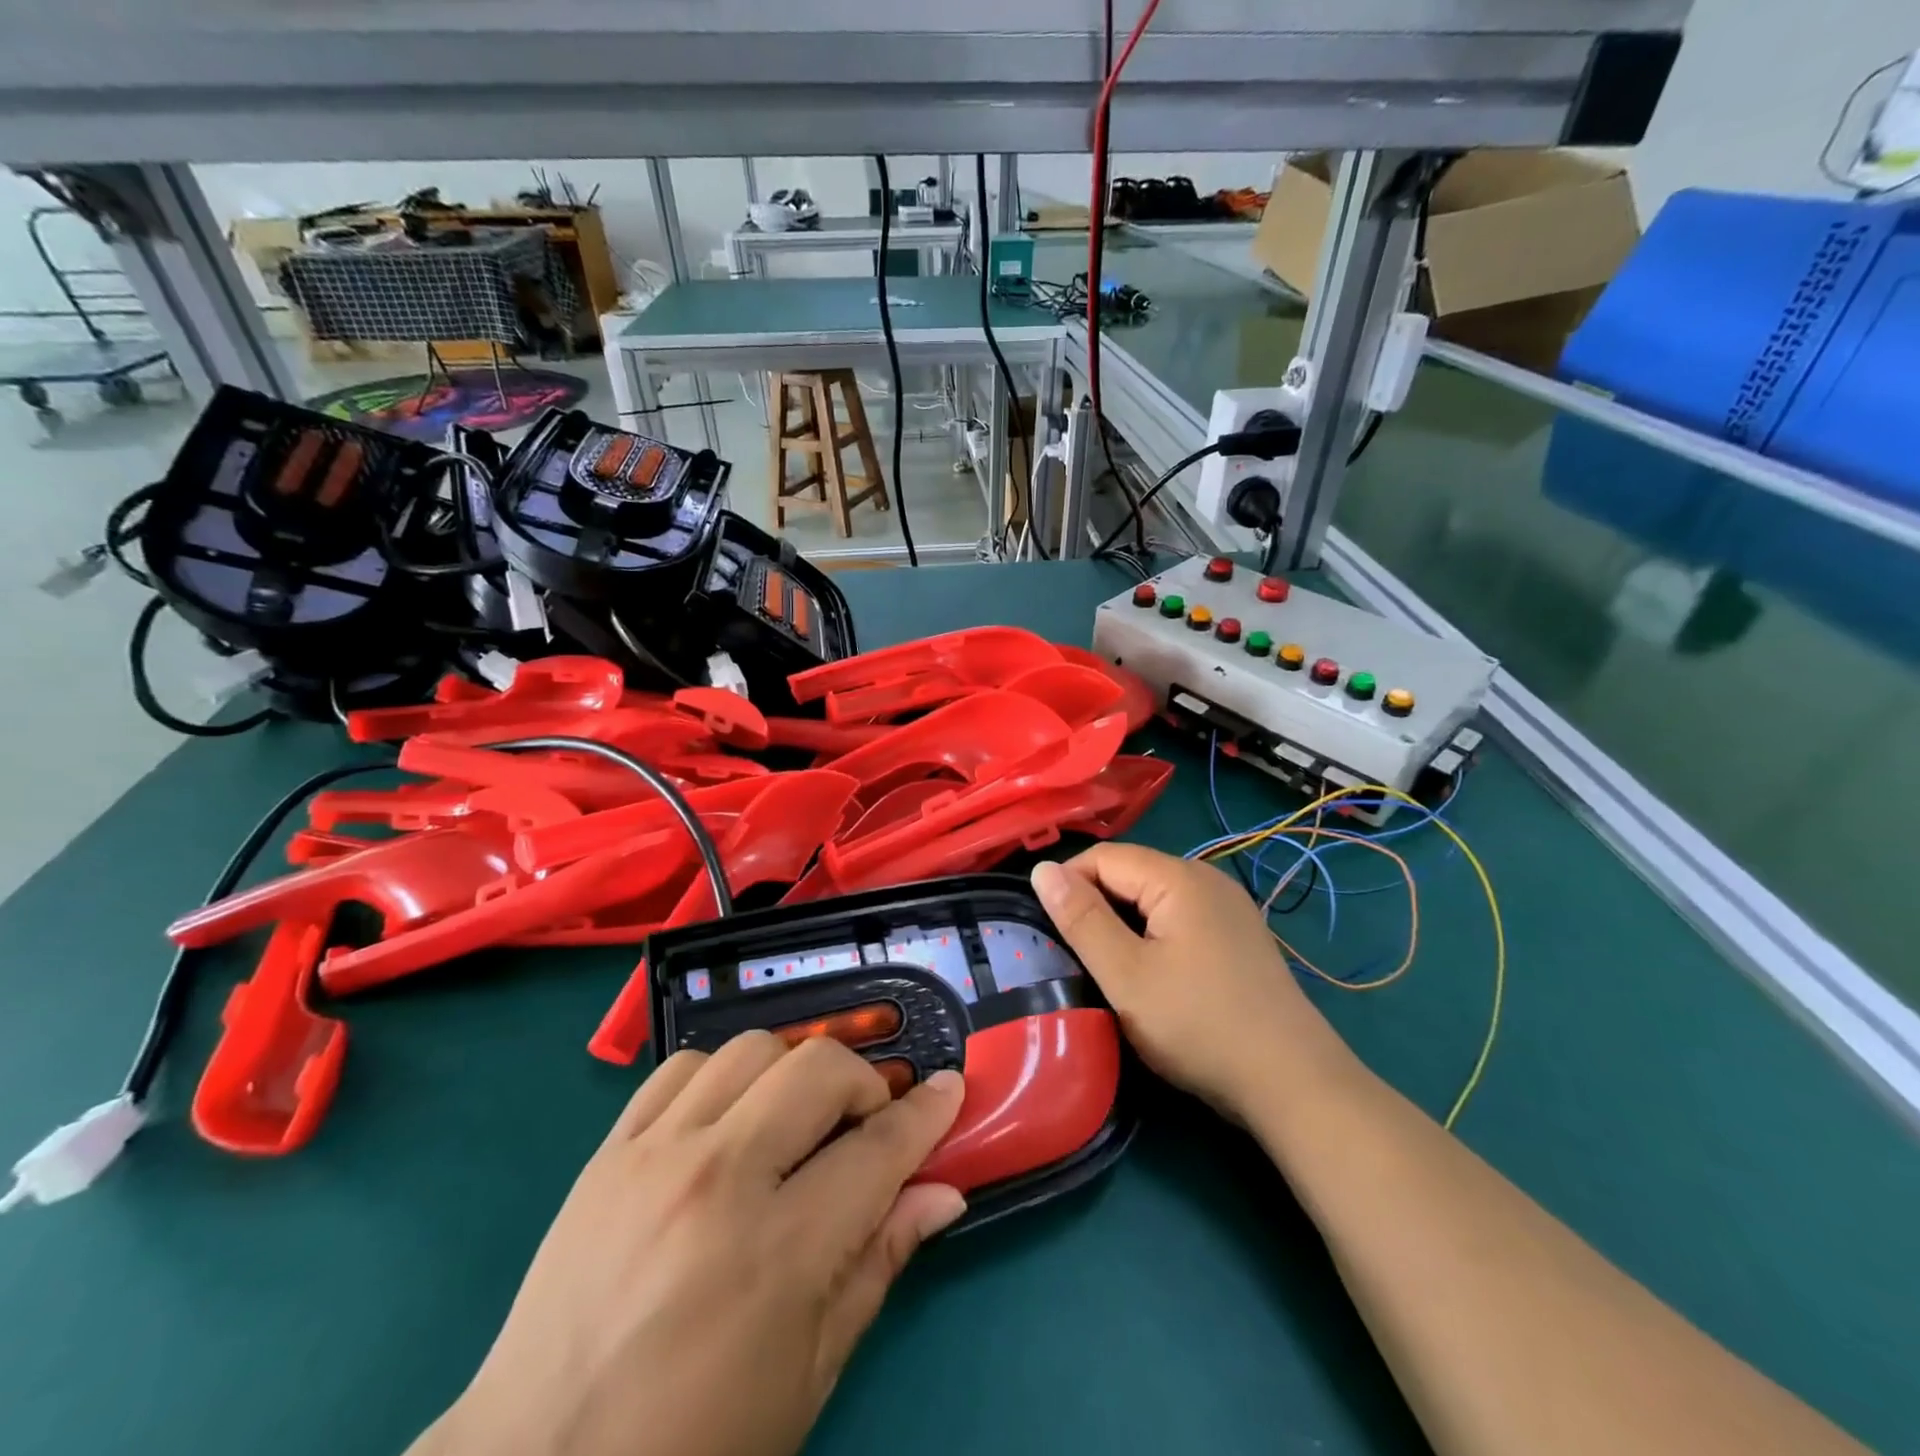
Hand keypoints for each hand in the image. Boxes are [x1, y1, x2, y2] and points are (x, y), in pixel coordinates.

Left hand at [415, 1035, 965, 1455]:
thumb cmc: (691, 1447)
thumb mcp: (807, 1374)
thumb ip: (878, 1264)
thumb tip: (944, 1194)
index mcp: (777, 1251)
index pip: (878, 1149)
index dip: (926, 1113)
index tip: (950, 1087)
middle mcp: (718, 1178)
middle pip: (818, 1070)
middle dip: (862, 1084)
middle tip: (864, 1126)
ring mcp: (655, 1154)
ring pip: (752, 1050)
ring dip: (792, 1072)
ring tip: (794, 1122)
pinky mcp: (609, 1150)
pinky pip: (681, 1067)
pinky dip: (722, 1076)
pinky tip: (727, 1119)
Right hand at [1031, 845, 1353, 1120]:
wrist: (1293, 1084)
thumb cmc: (1199, 1026)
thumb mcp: (1125, 975)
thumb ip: (1081, 919)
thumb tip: (1042, 869)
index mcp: (1179, 877)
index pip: (1103, 857)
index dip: (1068, 886)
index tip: (1049, 932)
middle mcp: (1207, 878)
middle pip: (1130, 873)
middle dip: (1095, 906)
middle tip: (1076, 957)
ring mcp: (1228, 907)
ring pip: (1153, 898)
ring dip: (1123, 924)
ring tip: (1108, 969)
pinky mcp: (1238, 936)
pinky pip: (1179, 917)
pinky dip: (1153, 935)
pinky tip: (1152, 975)